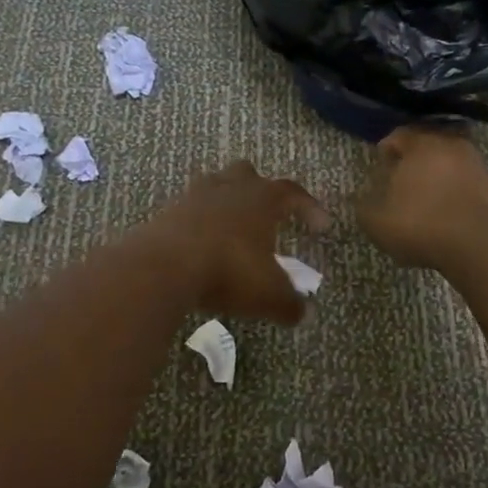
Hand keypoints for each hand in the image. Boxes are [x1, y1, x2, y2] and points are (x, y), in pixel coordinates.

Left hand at [138, 161, 329, 323]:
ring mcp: (196, 195)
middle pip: (248, 174)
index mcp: (262, 197)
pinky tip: (202, 244)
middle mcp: (230, 187)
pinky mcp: (168, 211)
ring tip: (231, 228)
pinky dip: (199, 222)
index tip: (322, 226)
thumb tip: (305, 313)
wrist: (165, 265)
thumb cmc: (229, 270)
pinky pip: (190, 209)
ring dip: (226, 201)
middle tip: (267, 214)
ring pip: (215, 185)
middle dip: (259, 189)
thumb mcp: (269, 295)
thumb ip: (290, 304)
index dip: (310, 207)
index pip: (293, 192)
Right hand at [357, 126, 487, 272]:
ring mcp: (477, 164)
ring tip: (426, 197)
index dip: (387, 149)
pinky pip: (468, 181)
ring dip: (438, 174)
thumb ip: (364, 205)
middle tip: (402, 179)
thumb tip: (361, 197)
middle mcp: (451, 145)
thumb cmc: (422, 225)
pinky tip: (448, 211)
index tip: (381, 165)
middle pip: (428, 144)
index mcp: (421, 144)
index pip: (399, 134)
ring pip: (450, 162)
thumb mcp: (377, 221)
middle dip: (414, 159)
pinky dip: (457, 190)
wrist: (481, 246)